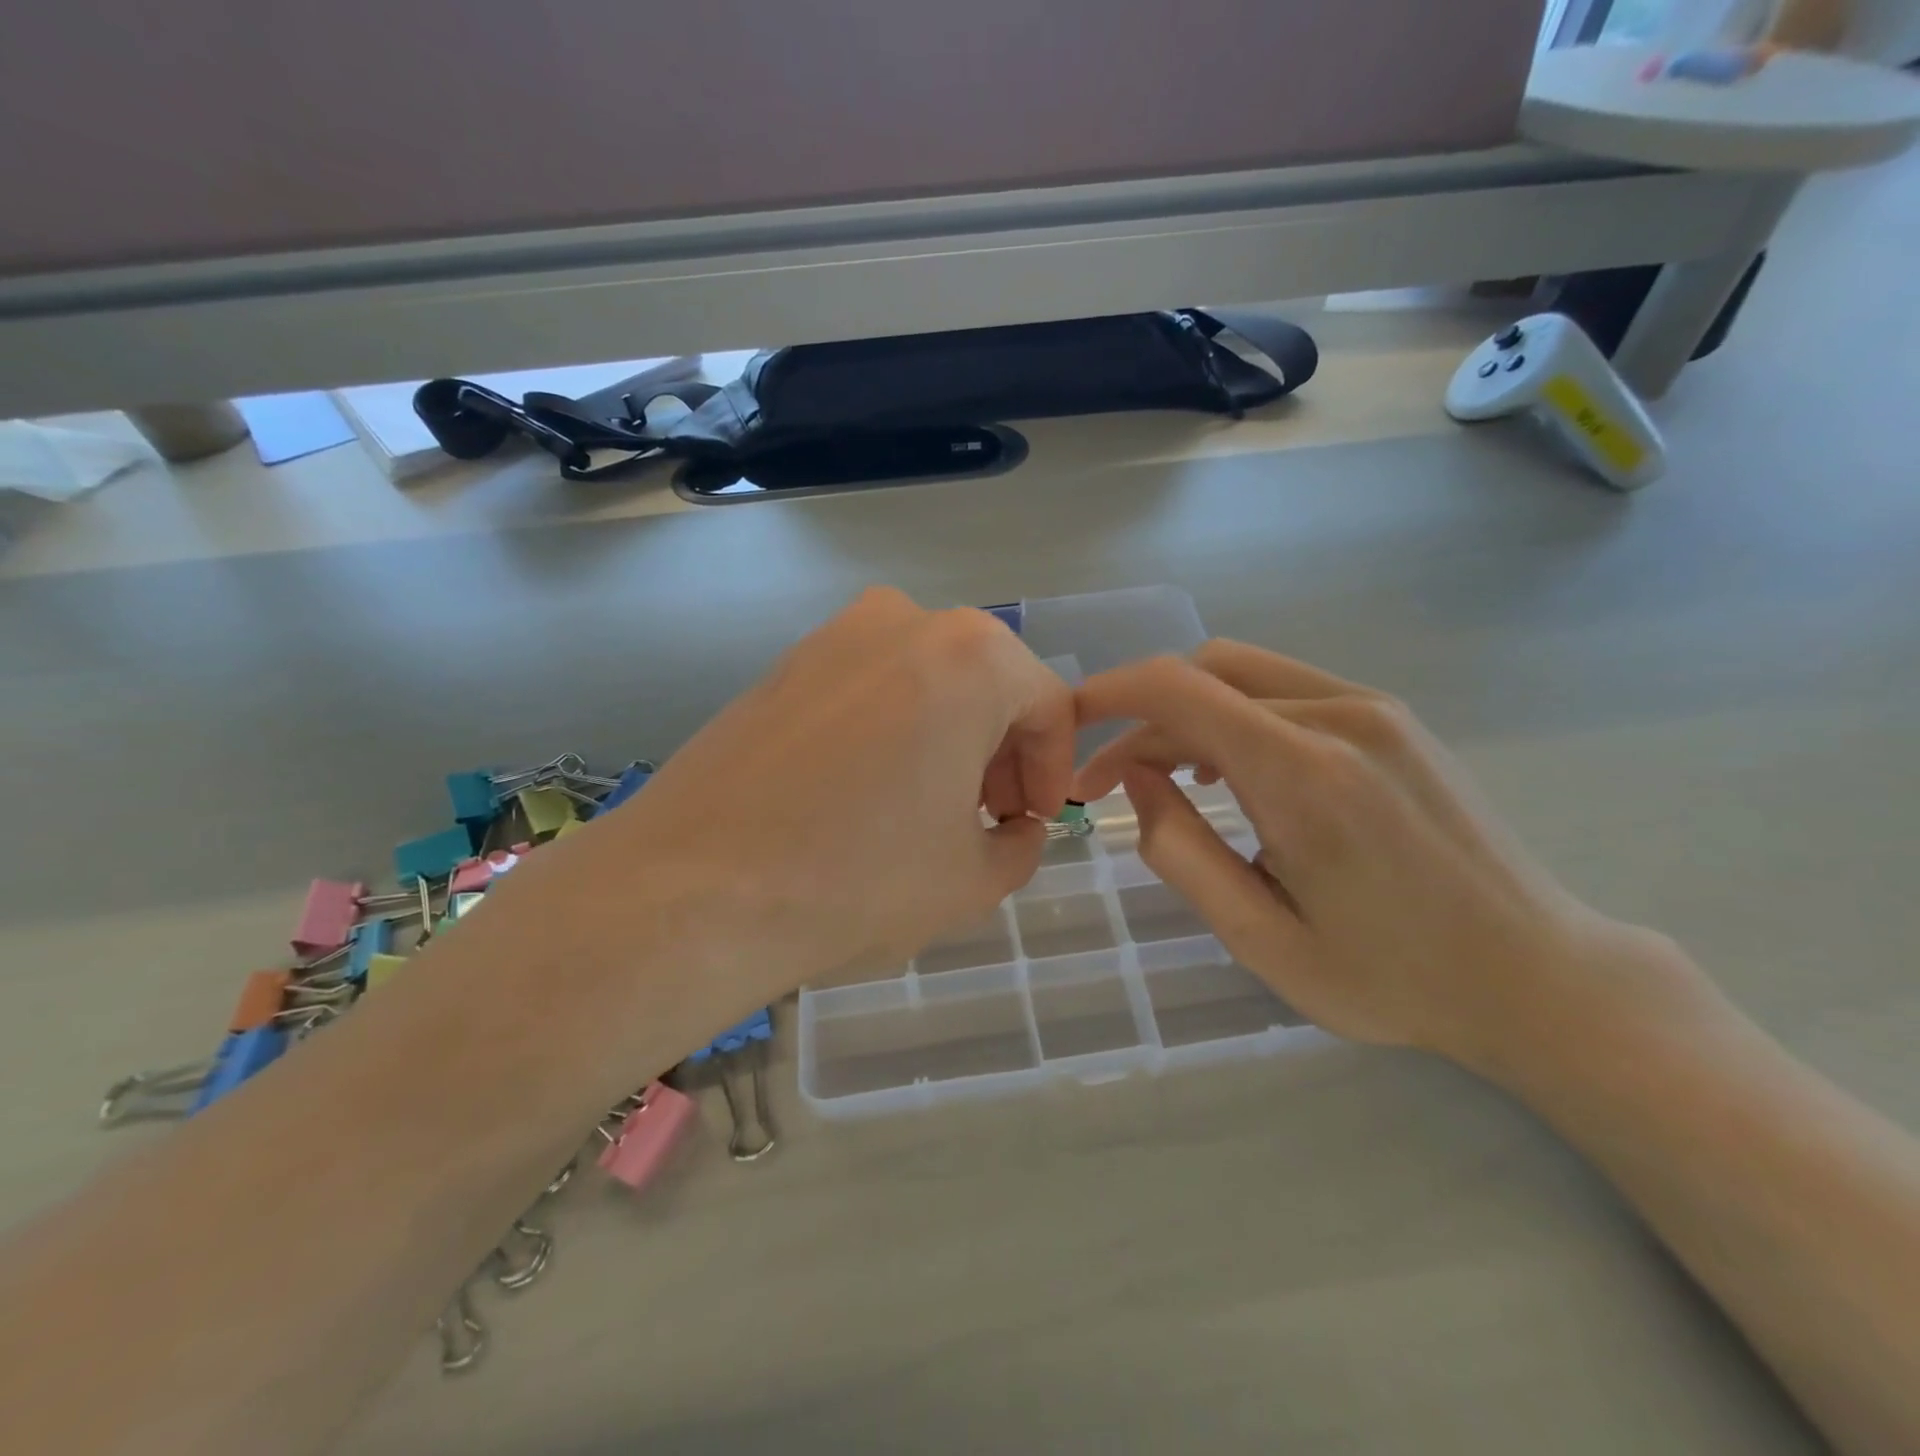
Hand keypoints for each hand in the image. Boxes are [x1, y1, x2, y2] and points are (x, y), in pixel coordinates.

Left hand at [523, 588, 1074, 995]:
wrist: (691, 888)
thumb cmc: (856, 878)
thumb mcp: (972, 879)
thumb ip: (1020, 844)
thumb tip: (1015, 827)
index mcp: (970, 656)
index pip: (1048, 705)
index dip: (1052, 770)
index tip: (1034, 822)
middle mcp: (904, 621)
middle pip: (986, 685)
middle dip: (1000, 753)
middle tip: (987, 818)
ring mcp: (834, 635)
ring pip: (926, 682)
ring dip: (947, 738)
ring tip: (928, 809)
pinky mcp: (783, 663)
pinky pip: (868, 688)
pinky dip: (891, 730)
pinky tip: (867, 792)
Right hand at [1073, 641, 1671, 1074]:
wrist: (1536, 974)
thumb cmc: (1392, 977)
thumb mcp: (1261, 941)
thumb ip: (1180, 852)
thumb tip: (1135, 777)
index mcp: (1305, 775)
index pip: (1179, 690)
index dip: (1108, 695)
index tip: (1070, 727)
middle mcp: (1341, 717)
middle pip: (1205, 671)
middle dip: (1143, 716)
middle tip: (1115, 781)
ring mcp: (1375, 709)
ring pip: (1242, 674)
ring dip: (1188, 714)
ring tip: (1173, 778)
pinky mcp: (1392, 718)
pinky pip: (1285, 689)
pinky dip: (1235, 714)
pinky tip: (1234, 771)